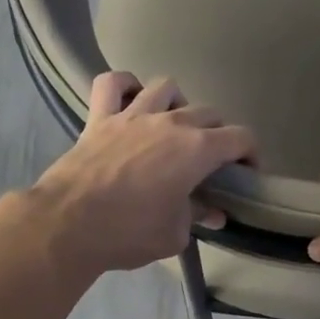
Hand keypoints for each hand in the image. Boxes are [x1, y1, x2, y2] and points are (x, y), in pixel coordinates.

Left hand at [18, 72, 255, 274]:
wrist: (68, 225)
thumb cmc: (129, 232)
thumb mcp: (175, 234)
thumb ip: (197, 216)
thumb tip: (214, 213)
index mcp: (197, 150)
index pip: (241, 138)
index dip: (251, 154)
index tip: (246, 174)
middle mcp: (171, 122)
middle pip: (209, 113)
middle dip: (219, 134)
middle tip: (211, 162)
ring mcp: (132, 114)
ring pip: (167, 87)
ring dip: (178, 104)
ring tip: (174, 127)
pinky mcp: (100, 118)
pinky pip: (112, 83)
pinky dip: (124, 86)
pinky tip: (130, 99)